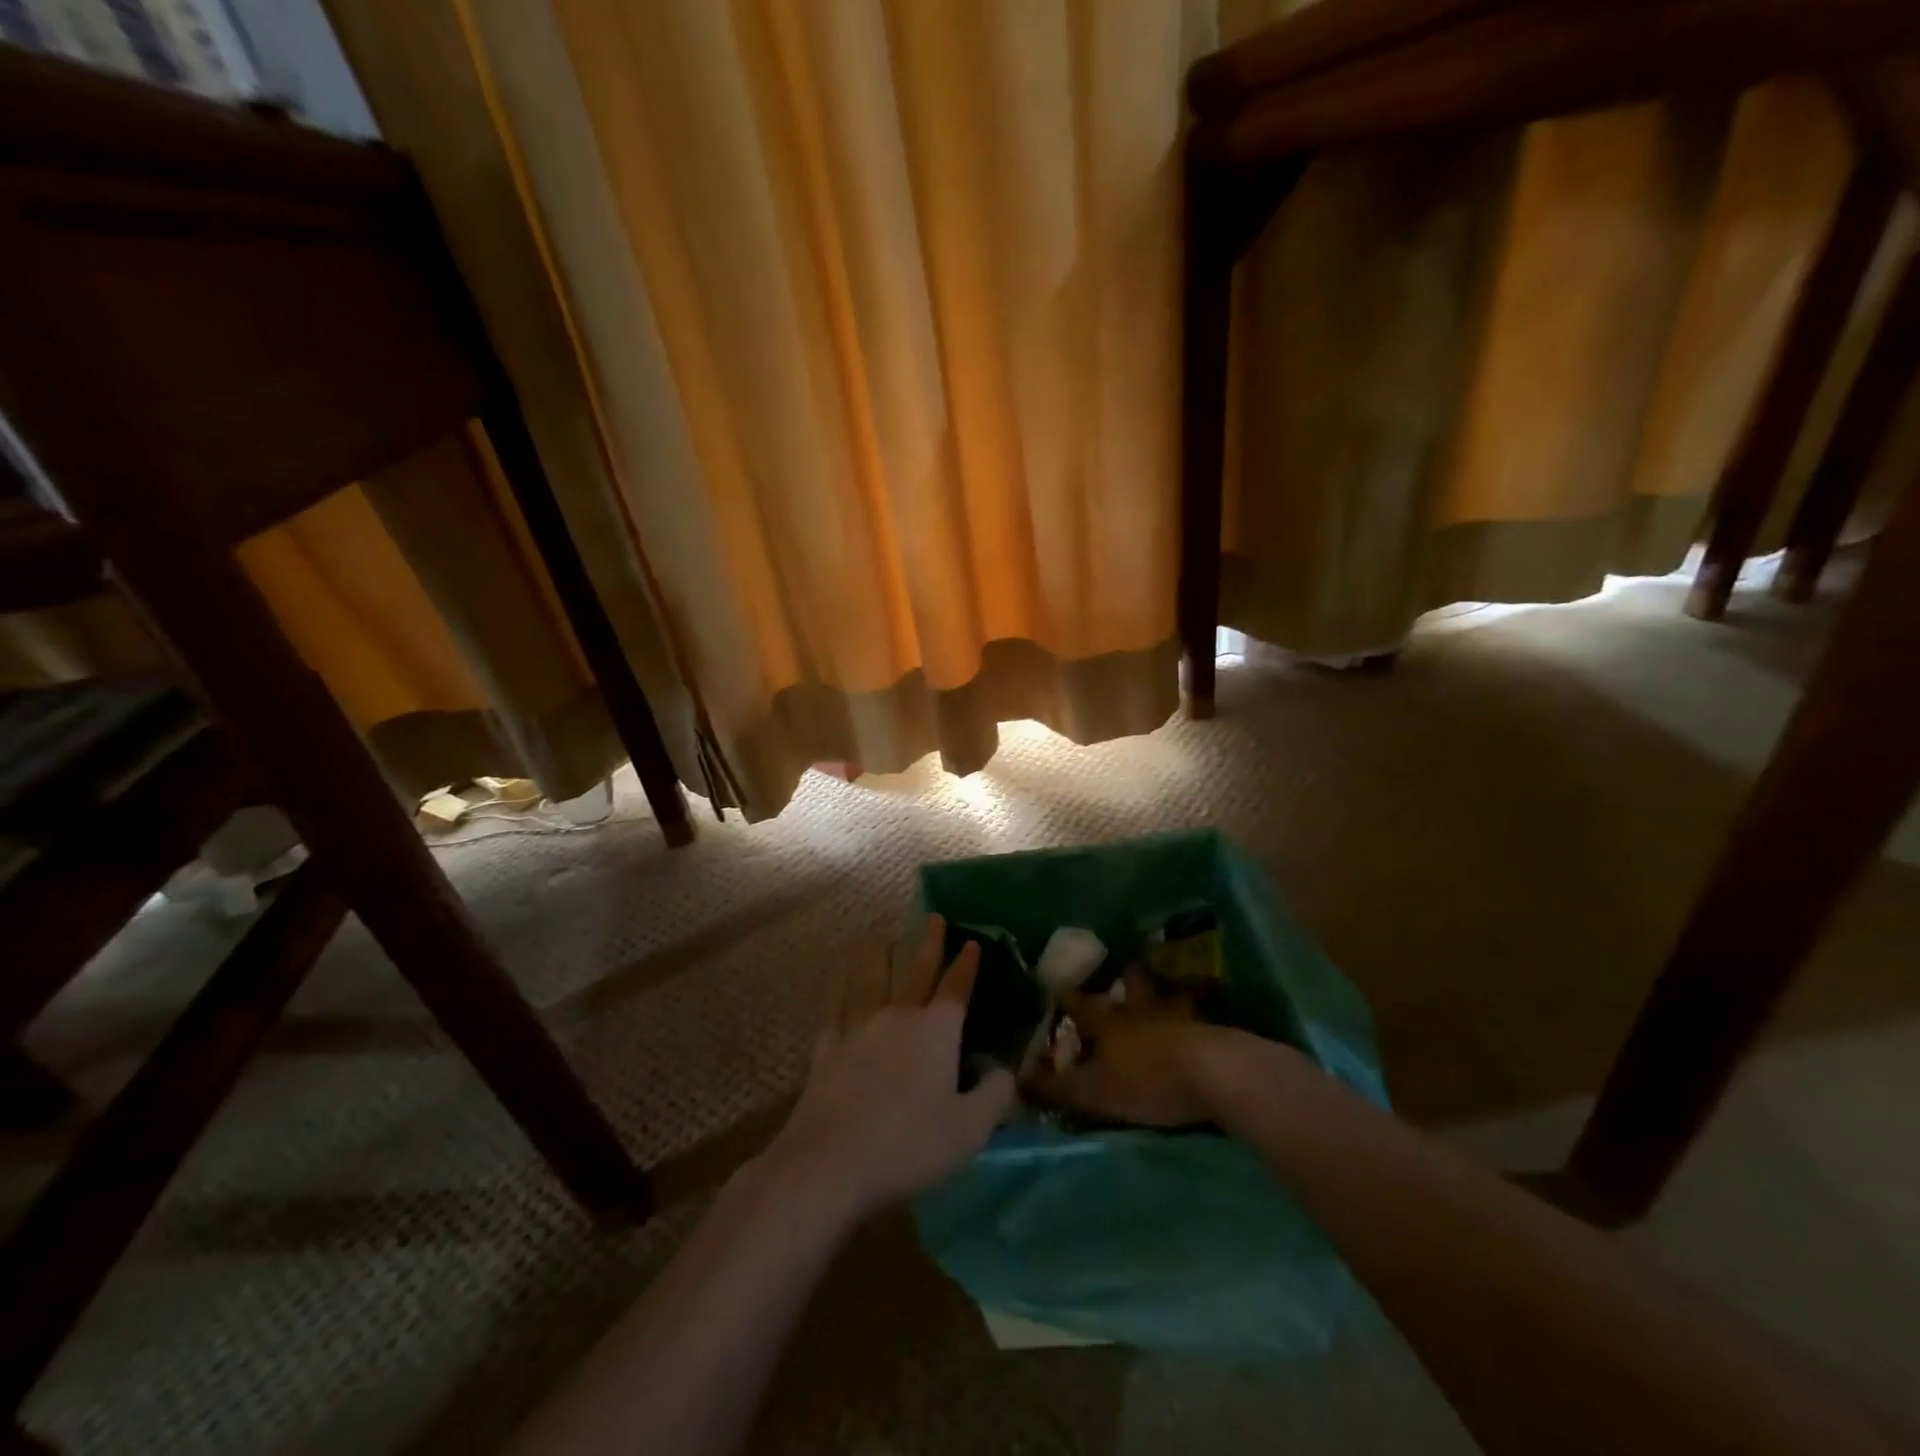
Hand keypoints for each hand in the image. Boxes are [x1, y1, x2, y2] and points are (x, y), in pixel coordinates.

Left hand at [761, 914, 1016, 1225]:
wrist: (832, 1161)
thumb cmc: (909, 1144)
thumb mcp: (969, 1130)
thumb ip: (995, 1097)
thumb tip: (1007, 1071)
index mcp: (936, 1031)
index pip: (956, 988)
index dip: (966, 965)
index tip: (973, 942)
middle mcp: (898, 1016)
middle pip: (916, 970)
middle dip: (928, 943)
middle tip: (934, 917)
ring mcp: (858, 1027)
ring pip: (872, 977)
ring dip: (881, 953)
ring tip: (884, 935)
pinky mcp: (827, 1045)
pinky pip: (836, 1002)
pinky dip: (840, 981)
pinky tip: (840, 971)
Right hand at [1023, 974, 1249, 1127]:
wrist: (1216, 1074)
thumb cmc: (1148, 1080)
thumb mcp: (1095, 1092)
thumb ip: (1058, 1087)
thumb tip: (1020, 1079)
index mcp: (1109, 1021)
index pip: (1081, 1004)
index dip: (1068, 998)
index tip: (1058, 989)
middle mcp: (1141, 1009)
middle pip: (1130, 985)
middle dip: (1124, 978)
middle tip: (1122, 971)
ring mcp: (1178, 1014)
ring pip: (1166, 993)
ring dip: (1162, 990)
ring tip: (1163, 990)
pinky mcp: (1211, 1028)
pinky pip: (1199, 1014)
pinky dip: (1196, 1011)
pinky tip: (1198, 1018)